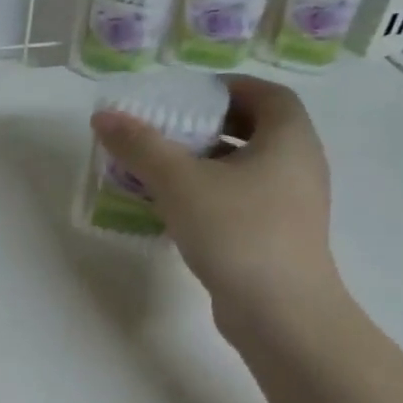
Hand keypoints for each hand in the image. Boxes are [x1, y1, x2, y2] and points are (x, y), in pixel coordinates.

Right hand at [89, 76, 340, 330]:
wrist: (281, 314)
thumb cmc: (238, 232)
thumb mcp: (179, 182)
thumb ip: (140, 146)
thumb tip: (103, 116)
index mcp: (289, 139)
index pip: (267, 94)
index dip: (228, 88)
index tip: (187, 96)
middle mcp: (299, 166)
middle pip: (256, 130)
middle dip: (209, 126)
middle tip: (166, 131)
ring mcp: (292, 206)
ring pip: (246, 169)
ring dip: (205, 163)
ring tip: (160, 169)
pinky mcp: (278, 238)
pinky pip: (243, 200)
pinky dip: (211, 194)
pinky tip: (175, 210)